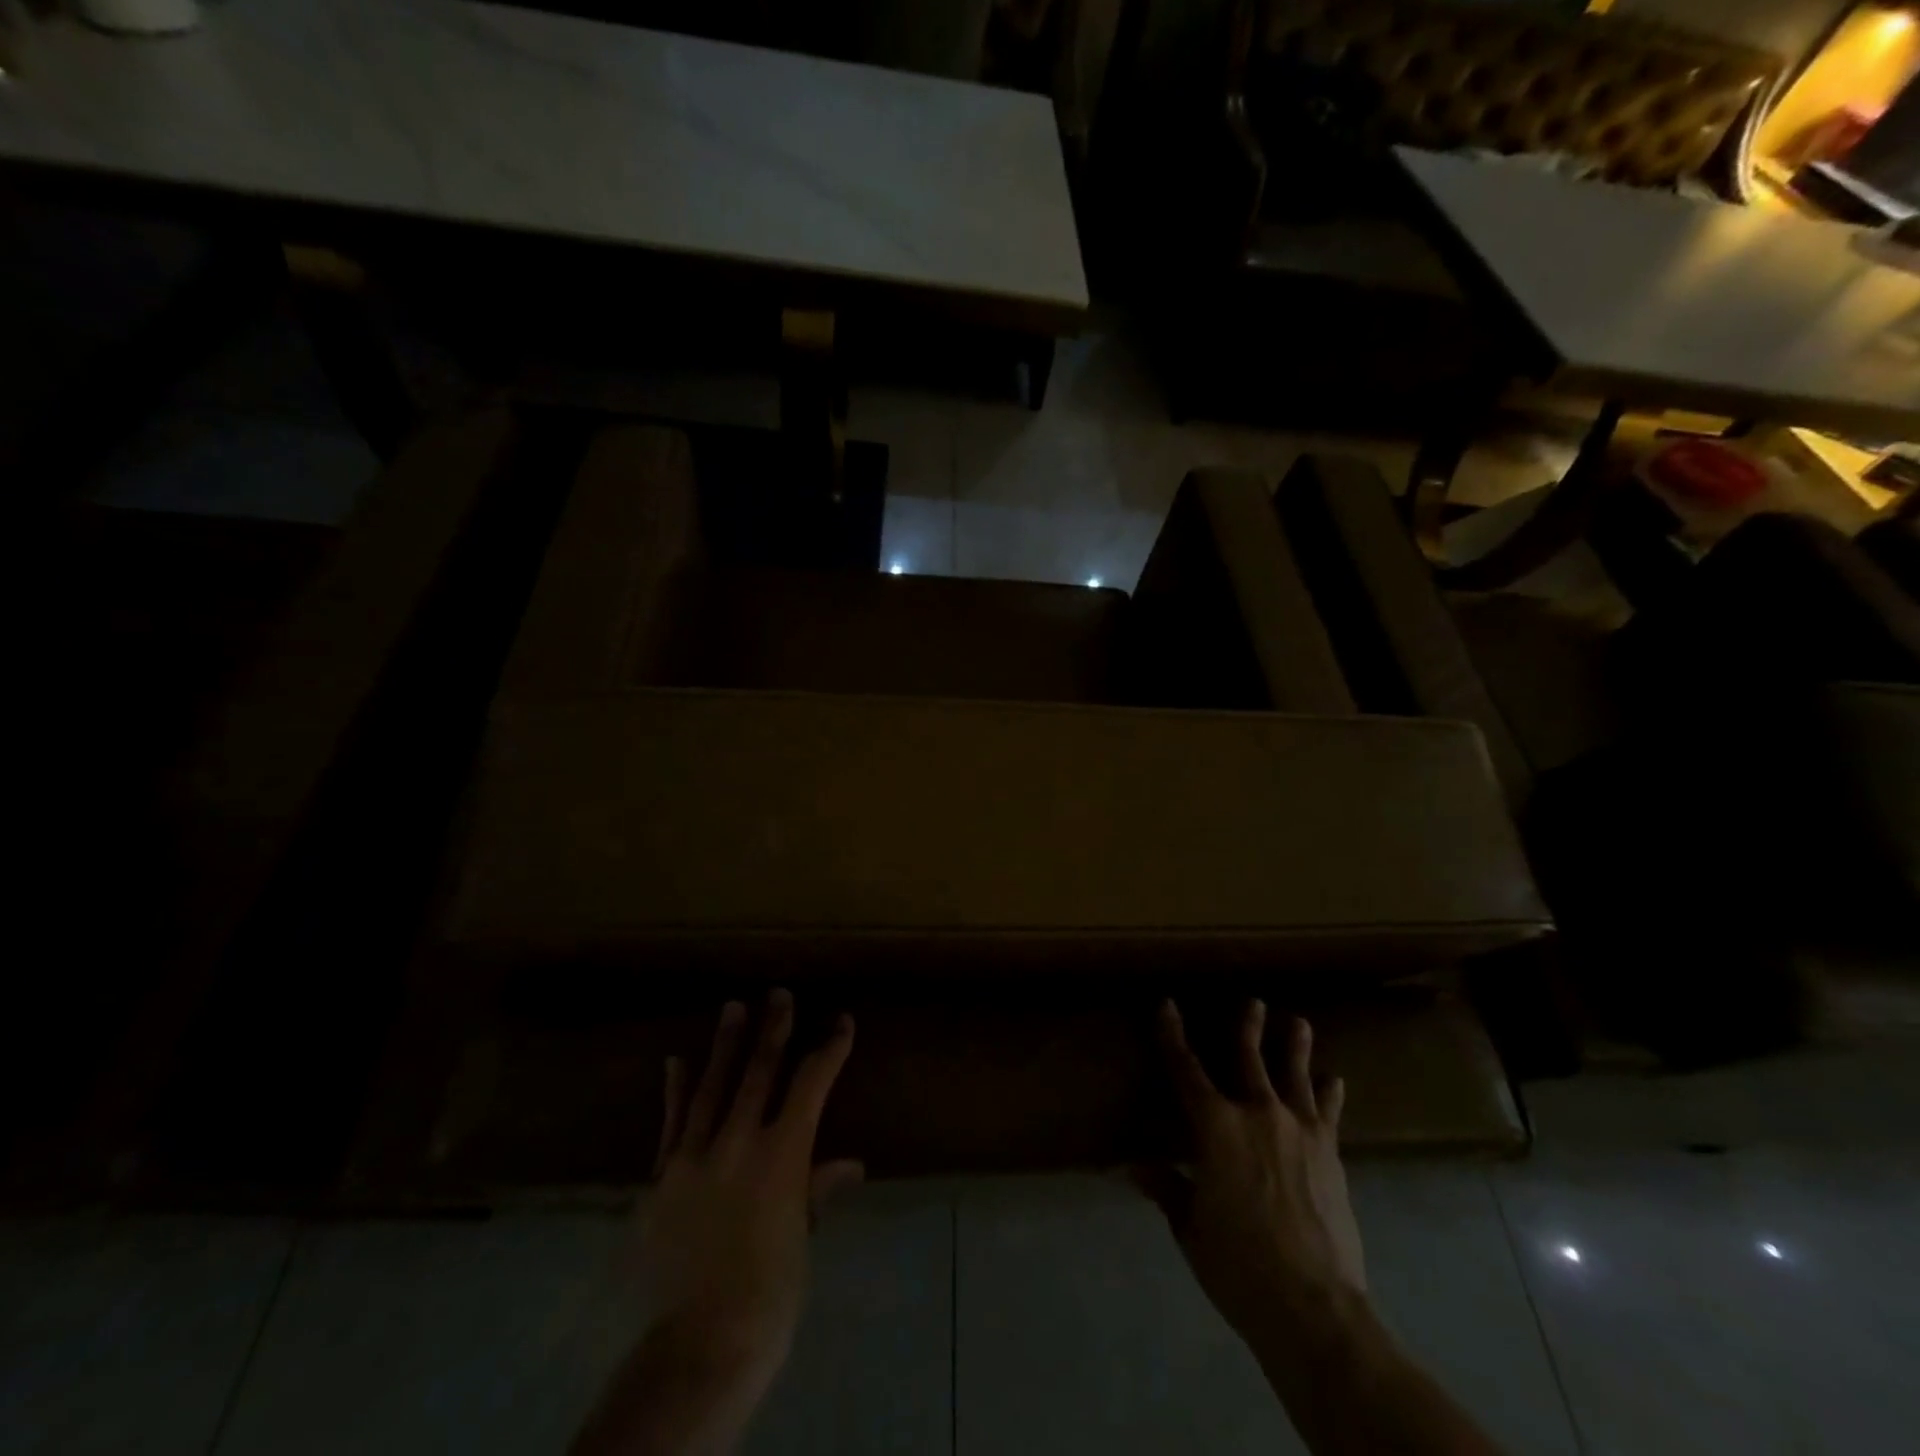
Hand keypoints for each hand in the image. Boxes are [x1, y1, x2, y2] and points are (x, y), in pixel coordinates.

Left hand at [638, 990, 862, 1390]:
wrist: (700, 1342)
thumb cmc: (770, 1291)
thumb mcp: (802, 1237)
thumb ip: (818, 1190)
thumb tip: (849, 1163)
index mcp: (782, 1153)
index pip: (811, 1084)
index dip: (830, 1049)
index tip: (842, 1022)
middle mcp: (738, 1141)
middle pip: (759, 1071)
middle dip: (773, 1029)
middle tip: (779, 994)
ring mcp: (693, 1156)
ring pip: (712, 1086)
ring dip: (725, 1044)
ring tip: (732, 1007)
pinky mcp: (660, 1177)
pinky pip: (670, 1124)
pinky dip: (676, 1092)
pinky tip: (676, 1062)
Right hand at [1138, 1000, 1365, 1343]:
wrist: (1314, 1307)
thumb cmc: (1239, 1265)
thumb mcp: (1190, 1227)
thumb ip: (1166, 1188)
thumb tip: (1134, 1166)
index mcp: (1216, 1127)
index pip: (1186, 1069)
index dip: (1173, 1035)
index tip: (1167, 1005)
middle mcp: (1257, 1114)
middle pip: (1249, 1059)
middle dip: (1247, 1027)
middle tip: (1253, 1001)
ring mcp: (1299, 1131)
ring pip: (1295, 1075)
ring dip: (1294, 1047)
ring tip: (1298, 1022)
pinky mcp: (1329, 1154)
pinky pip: (1328, 1114)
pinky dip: (1330, 1095)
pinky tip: (1334, 1080)